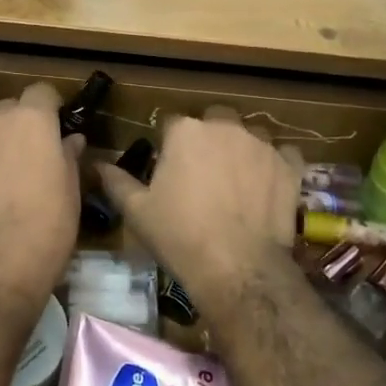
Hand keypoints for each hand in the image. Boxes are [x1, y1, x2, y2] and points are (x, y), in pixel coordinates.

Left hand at [0, 82, 85, 309]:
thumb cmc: (45, 229)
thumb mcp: (70, 193)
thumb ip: (68, 156)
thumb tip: (70, 140)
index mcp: (30, 120)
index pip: (42, 91)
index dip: (51, 108)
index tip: (57, 129)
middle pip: (9, 109)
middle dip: (20, 126)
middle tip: (31, 158)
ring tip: (1, 177)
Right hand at [96, 107, 298, 318]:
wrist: (237, 266)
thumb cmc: (180, 234)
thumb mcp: (137, 211)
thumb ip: (116, 181)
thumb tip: (96, 164)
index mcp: (184, 131)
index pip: (171, 124)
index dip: (169, 145)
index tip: (169, 168)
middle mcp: (224, 127)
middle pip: (215, 119)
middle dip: (209, 137)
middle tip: (204, 171)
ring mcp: (261, 144)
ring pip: (251, 133)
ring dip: (243, 148)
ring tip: (237, 180)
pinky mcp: (289, 165)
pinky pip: (283, 154)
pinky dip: (275, 164)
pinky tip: (268, 185)